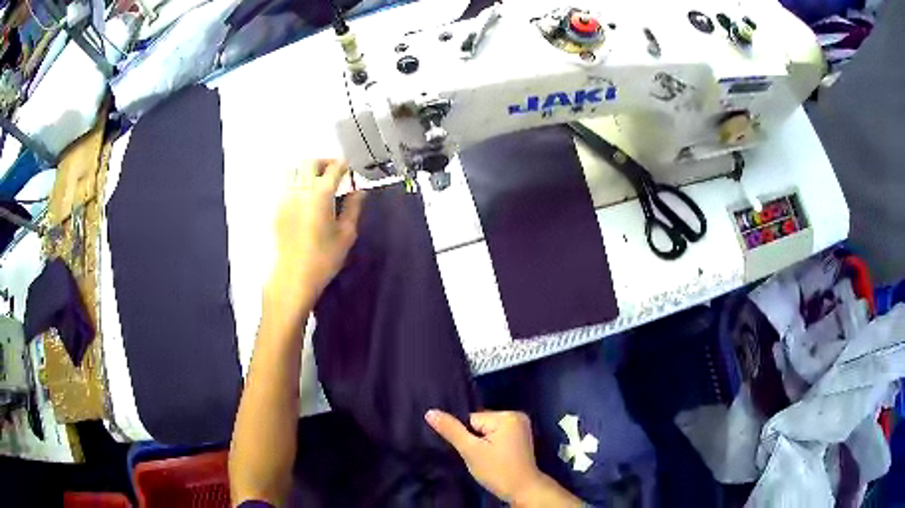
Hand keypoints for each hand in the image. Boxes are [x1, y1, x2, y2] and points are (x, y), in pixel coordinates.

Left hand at [266, 160, 364, 318]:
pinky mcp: (277, 210)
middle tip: (333, 171)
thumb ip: (353, 207)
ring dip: (309, 173)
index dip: (342, 165)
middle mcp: (299, 190)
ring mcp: (285, 199)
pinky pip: (288, 188)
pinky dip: (299, 187)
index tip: (348, 167)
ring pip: (295, 173)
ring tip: (319, 184)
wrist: (292, 278)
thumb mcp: (346, 234)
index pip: (333, 169)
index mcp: (319, 194)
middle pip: (309, 163)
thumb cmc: (323, 259)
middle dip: (323, 162)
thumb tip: (359, 191)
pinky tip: (306, 201)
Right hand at [426, 410, 551, 504]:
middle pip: (480, 423)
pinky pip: (497, 435)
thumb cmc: (497, 471)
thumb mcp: (471, 451)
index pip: (472, 419)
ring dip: (482, 443)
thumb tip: (430, 412)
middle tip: (480, 457)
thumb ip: (451, 430)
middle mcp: (517, 415)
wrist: (522, 490)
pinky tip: (495, 457)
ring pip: (487, 430)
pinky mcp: (521, 437)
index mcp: (507, 416)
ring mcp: (521, 426)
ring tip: (488, 458)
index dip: (467, 437)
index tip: (474, 452)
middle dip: (475, 439)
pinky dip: (491, 445)